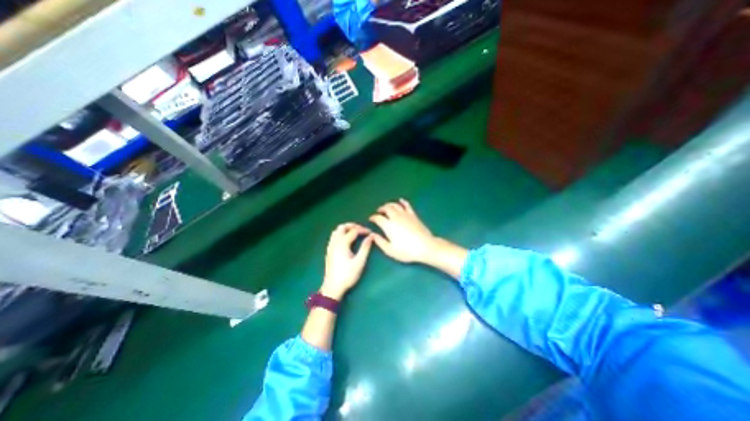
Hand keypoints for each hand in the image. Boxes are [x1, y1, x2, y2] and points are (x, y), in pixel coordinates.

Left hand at [321, 222, 372, 300]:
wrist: (332, 287)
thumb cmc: (347, 275)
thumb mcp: (359, 262)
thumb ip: (365, 248)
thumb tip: (371, 237)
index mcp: (342, 244)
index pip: (354, 231)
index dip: (363, 230)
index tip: (371, 233)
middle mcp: (335, 242)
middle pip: (342, 227)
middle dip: (352, 226)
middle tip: (361, 230)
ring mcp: (330, 246)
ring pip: (336, 231)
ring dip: (345, 229)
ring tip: (354, 233)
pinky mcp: (329, 251)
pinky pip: (333, 237)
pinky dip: (340, 234)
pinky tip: (346, 241)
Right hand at [368, 199, 440, 262]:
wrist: (425, 246)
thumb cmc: (406, 250)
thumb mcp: (390, 250)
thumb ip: (380, 242)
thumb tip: (372, 235)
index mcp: (388, 226)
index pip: (378, 218)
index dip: (373, 217)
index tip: (371, 219)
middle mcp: (395, 217)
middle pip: (386, 208)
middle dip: (380, 209)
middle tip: (378, 212)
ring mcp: (405, 214)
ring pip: (395, 205)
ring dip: (389, 204)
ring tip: (386, 207)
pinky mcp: (413, 215)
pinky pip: (406, 205)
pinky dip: (402, 201)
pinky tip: (400, 200)